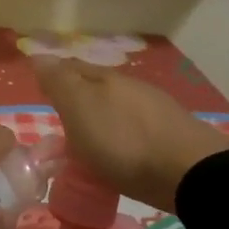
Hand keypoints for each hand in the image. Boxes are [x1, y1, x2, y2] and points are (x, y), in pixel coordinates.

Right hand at [34, 57, 228, 212]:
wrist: (190, 174)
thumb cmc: (124, 141)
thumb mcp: (80, 109)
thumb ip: (59, 82)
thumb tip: (39, 55)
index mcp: (105, 78)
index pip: (72, 68)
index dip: (54, 77)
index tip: (41, 92)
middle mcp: (131, 87)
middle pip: (96, 88)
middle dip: (78, 100)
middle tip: (60, 125)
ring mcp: (155, 111)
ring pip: (118, 109)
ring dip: (101, 121)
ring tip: (88, 146)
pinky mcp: (172, 138)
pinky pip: (136, 131)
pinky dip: (122, 139)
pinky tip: (120, 155)